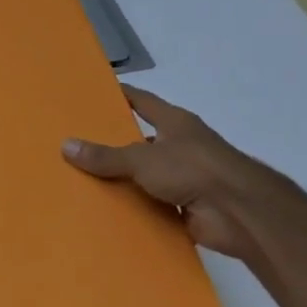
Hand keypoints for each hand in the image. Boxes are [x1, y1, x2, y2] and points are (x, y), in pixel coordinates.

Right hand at [62, 84, 306, 266]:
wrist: (240, 213)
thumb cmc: (194, 169)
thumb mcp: (142, 158)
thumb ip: (105, 156)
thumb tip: (66, 145)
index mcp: (174, 123)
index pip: (142, 101)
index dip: (121, 95)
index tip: (94, 93)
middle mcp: (180, 146)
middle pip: (141, 140)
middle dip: (113, 143)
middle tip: (77, 144)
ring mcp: (185, 178)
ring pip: (146, 176)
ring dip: (123, 180)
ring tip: (82, 180)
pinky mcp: (186, 208)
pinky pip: (153, 205)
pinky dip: (135, 209)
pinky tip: (107, 212)